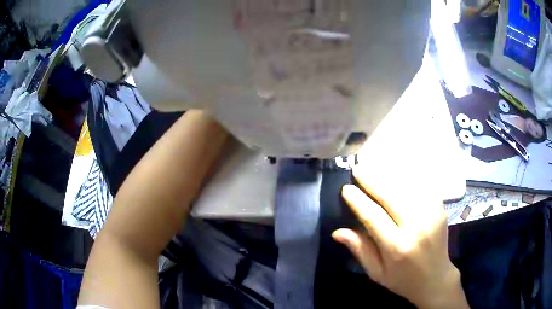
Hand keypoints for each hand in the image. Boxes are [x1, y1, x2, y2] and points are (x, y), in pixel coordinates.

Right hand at [332, 165, 468, 308]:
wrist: (436, 278)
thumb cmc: (402, 280)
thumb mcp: (376, 272)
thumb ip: (360, 250)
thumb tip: (337, 231)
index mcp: (397, 247)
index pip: (373, 217)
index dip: (358, 201)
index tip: (346, 188)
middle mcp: (416, 227)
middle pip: (391, 196)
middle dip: (372, 180)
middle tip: (357, 169)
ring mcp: (431, 215)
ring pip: (407, 187)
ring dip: (388, 176)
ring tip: (374, 168)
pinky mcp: (440, 209)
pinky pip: (422, 187)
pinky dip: (408, 178)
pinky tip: (397, 174)